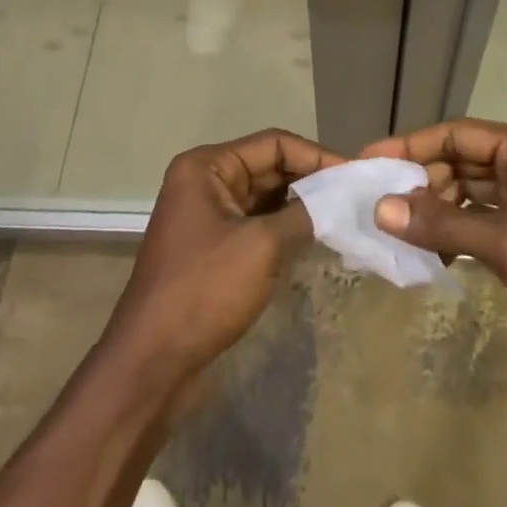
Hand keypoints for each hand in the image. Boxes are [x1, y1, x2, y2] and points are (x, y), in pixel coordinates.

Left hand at [104, 129, 342, 383]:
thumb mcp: (261, 247)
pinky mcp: (213, 246)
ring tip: (344, 214)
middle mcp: (204, 181)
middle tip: (355, 195)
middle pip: (268, 167)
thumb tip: (339, 200)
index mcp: (207, 167)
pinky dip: (285, 227)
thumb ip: (304, 215)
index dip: (315, 156)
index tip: (354, 175)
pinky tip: (316, 237)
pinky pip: (257, 223)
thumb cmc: (204, 291)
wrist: (151, 362)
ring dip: (301, 205)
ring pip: (265, 197)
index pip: (273, 144)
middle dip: (310, 180)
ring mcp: (207, 215)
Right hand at [361, 120, 506, 384]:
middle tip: (381, 203)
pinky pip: (487, 216)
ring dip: (439, 208)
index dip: (411, 145)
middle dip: (423, 181)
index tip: (370, 160)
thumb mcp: (503, 244)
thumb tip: (381, 209)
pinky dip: (459, 229)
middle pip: (464, 160)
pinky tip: (434, 250)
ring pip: (473, 190)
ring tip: (400, 230)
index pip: (458, 134)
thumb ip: (440, 224)